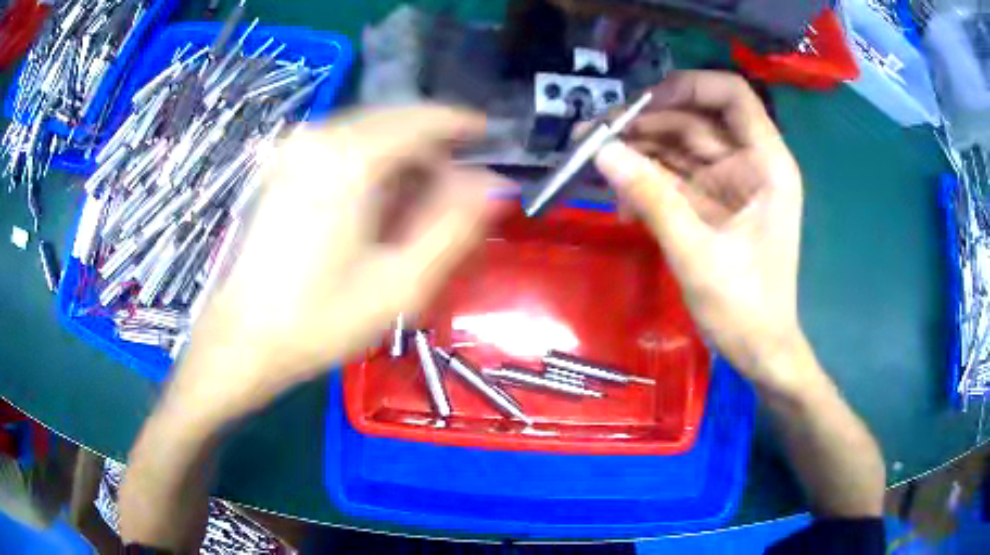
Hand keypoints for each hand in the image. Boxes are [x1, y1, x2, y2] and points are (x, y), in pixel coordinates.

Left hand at [165, 106, 507, 422]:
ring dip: (402, 156)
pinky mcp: (282, 166)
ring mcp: (295, 149)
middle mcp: (320, 138)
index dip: (462, 123)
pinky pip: (342, 144)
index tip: (489, 136)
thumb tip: (491, 183)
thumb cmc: (320, 319)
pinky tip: (375, 202)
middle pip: (395, 119)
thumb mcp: (401, 284)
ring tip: (417, 205)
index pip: (423, 118)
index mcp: (351, 159)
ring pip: (368, 131)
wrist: (244, 336)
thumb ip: (453, 226)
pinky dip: (372, 162)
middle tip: (454, 190)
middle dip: (432, 145)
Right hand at [594, 71, 806, 391]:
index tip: (640, 106)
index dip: (687, 87)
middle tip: (593, 136)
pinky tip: (619, 198)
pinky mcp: (710, 204)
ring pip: (679, 147)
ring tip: (591, 159)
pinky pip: (674, 178)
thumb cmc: (745, 308)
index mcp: (766, 164)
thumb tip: (602, 151)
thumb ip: (652, 198)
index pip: (732, 96)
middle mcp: (749, 164)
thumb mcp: (697, 254)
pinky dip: (646, 182)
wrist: (759, 351)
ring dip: (638, 151)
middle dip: (645, 124)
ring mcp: (728, 184)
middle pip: (695, 119)